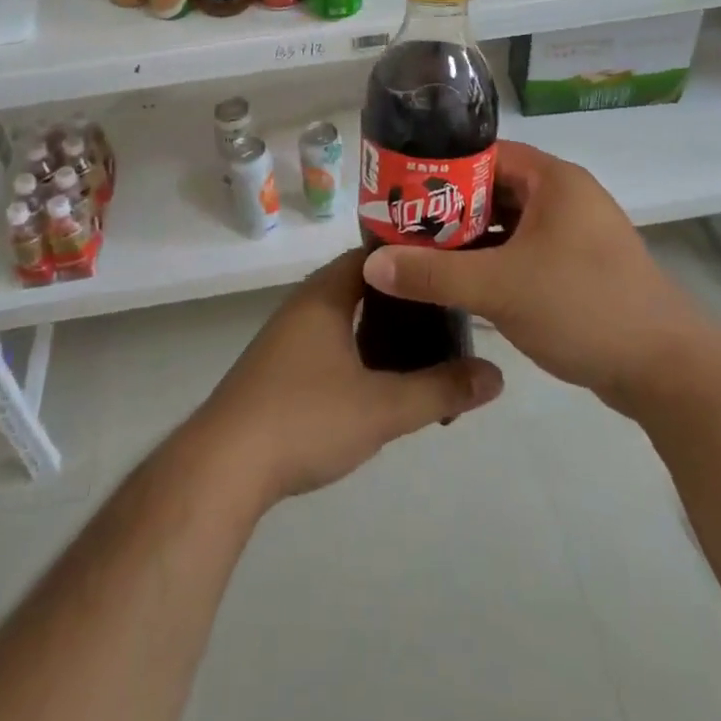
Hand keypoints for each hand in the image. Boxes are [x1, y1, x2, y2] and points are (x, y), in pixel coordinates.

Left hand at [189, 249, 503, 504]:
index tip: (448, 269)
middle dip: (403, 300)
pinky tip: (378, 382)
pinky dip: (358, 351)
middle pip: (361, 286)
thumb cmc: (305, 418)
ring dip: (379, 330)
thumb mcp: (382, 407)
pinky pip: (328, 343)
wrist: (223, 465)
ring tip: (423, 349)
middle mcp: (303, 306)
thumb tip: (496, 375)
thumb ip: (440, 389)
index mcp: (325, 295)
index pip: (373, 255)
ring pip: (344, 318)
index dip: (411, 258)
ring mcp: (285, 338)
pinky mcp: (276, 369)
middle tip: (446, 313)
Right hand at [362, 140, 716, 411]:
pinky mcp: (578, 268)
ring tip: (419, 256)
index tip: (399, 191)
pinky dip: (493, 262)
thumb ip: (433, 274)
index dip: (439, 169)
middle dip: (448, 210)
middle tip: (401, 227)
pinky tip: (460, 283)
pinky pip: (524, 252)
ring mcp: (574, 235)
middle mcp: (565, 197)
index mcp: (554, 180)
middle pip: (492, 190)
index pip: (484, 155)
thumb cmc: (583, 307)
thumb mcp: (500, 288)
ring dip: (469, 240)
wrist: (667, 372)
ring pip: (508, 225)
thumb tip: (372, 265)